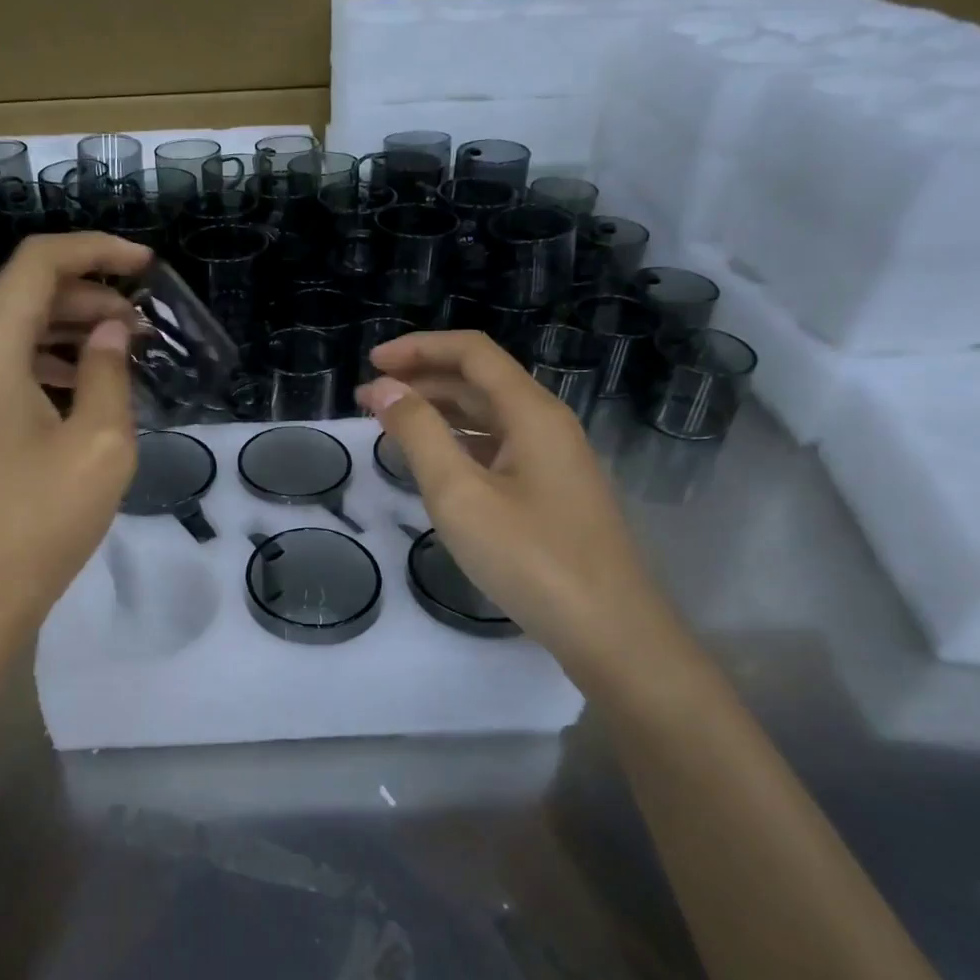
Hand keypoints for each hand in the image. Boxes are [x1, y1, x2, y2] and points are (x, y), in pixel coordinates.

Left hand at [0, 233, 148, 667]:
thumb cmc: (36, 525)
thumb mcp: (98, 446)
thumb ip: (109, 373)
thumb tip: (111, 331)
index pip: (37, 264)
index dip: (95, 250)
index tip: (148, 265)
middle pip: (27, 297)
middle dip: (92, 296)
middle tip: (147, 325)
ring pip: (19, 336)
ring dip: (74, 333)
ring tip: (127, 354)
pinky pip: (11, 373)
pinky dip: (54, 367)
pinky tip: (91, 393)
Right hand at [355, 331, 691, 693]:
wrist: (610, 631)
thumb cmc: (530, 557)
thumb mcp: (459, 493)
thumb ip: (418, 434)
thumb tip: (384, 388)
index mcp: (531, 412)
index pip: (471, 352)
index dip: (418, 348)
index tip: (371, 365)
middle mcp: (547, 424)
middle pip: (480, 380)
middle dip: (422, 380)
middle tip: (370, 401)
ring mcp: (553, 459)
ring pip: (489, 415)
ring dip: (439, 411)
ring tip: (391, 426)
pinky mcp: (552, 491)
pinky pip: (498, 447)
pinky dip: (458, 442)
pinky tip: (434, 463)